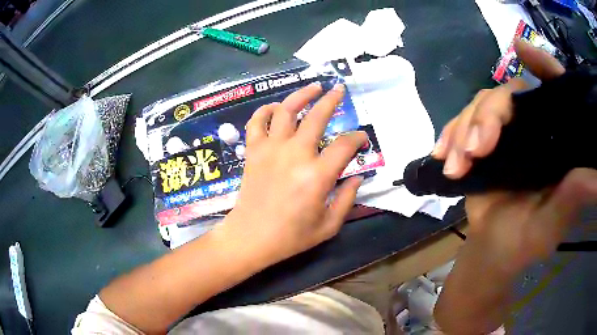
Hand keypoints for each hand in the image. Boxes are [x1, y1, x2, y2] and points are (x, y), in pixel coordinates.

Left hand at [221, 82, 367, 264]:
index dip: (358, 138)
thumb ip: (347, 199)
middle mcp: (295, 155)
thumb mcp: (329, 225)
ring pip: (286, 110)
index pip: (345, 145)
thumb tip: (357, 177)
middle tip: (339, 90)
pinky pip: (256, 122)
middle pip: (317, 116)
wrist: (251, 237)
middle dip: (332, 100)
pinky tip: (275, 107)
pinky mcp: (253, 151)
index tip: (362, 139)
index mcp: (317, 176)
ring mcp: (271, 149)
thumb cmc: (291, 237)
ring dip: (301, 95)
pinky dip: (265, 110)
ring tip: (313, 87)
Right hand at [432, 39, 596, 271]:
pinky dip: (449, 135)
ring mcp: (505, 132)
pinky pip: (461, 123)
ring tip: (453, 165)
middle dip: (487, 116)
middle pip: (507, 93)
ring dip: (462, 131)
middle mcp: (532, 127)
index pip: (554, 90)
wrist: (492, 251)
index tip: (521, 50)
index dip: (542, 67)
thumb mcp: (552, 223)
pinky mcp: (482, 142)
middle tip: (474, 152)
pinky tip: (441, 154)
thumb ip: (572, 197)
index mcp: (555, 139)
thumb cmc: (526, 241)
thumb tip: (596, 176)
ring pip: (480, 105)